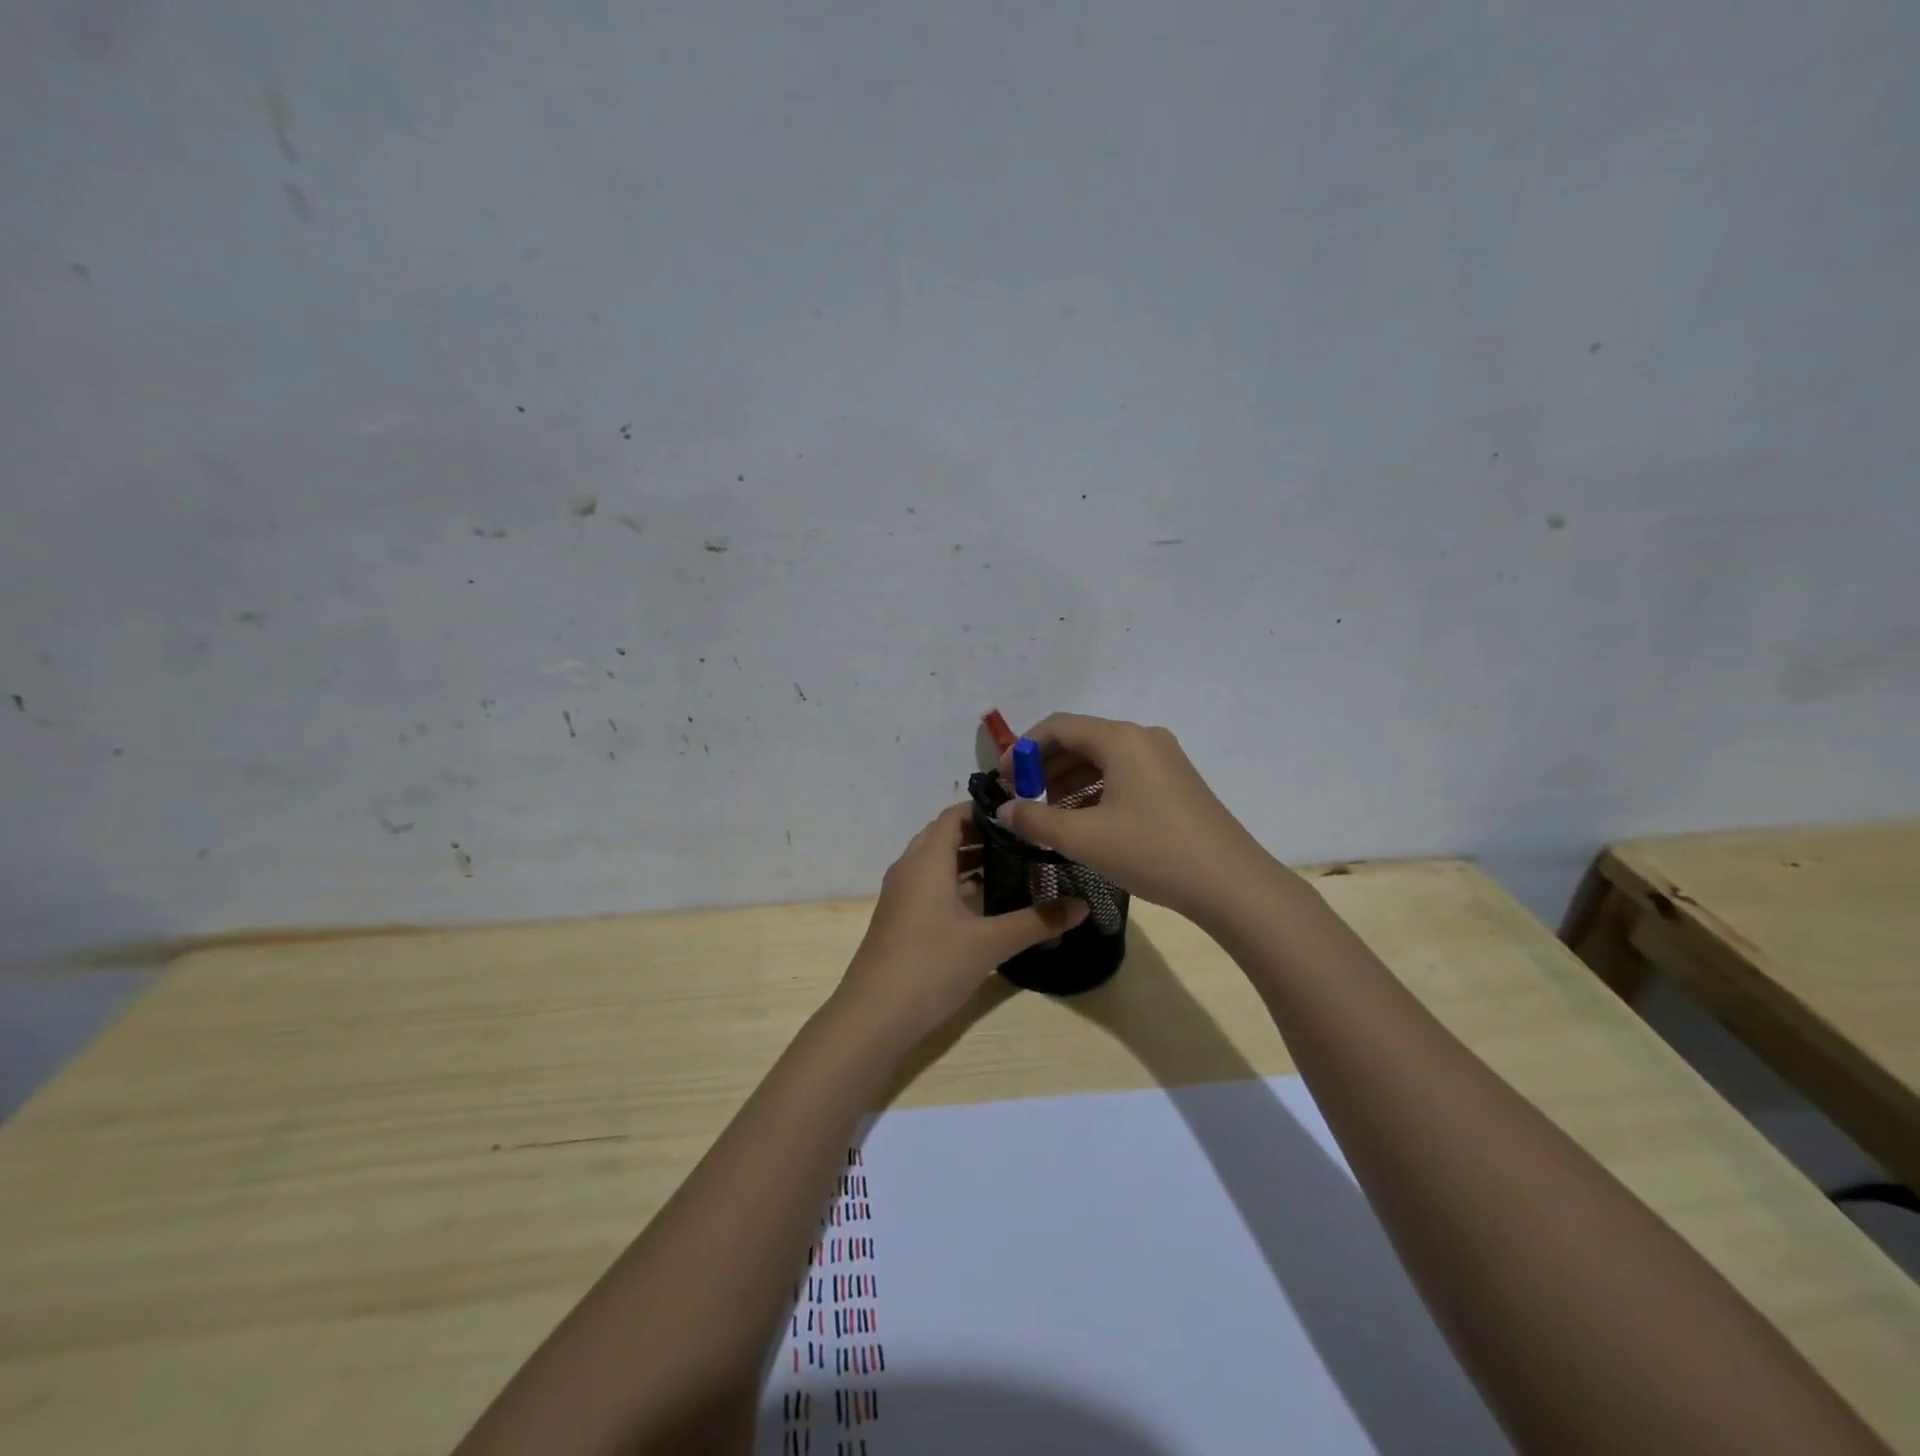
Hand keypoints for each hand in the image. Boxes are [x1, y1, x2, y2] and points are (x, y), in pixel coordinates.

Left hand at [839, 804, 1087, 1044]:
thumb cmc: (931, 966)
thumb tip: (1083, 905)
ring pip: (936, 862)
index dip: (987, 810)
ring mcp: (900, 894)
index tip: (1024, 814)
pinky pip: (929, 884)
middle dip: (982, 834)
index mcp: (927, 860)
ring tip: (1012, 866)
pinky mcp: (899, 918)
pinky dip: (955, 882)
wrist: (873, 1017)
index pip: (955, 815)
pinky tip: (983, 902)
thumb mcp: (989, 943)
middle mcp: (909, 868)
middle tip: (1024, 840)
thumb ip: (1037, 921)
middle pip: (945, 835)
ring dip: (968, 859)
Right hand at [996, 714, 1277, 924]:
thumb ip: (1035, 819)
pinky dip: (1095, 792)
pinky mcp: (1176, 783)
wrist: (1231, 884)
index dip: (1023, 749)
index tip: (1003, 780)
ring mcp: (1164, 760)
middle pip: (1081, 741)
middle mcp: (1143, 739)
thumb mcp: (1084, 838)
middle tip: (1022, 800)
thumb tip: (1004, 809)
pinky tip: (1084, 823)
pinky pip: (1124, 776)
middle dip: (1045, 768)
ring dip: (1069, 782)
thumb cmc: (1152, 852)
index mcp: (1121, 739)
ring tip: (1049, 816)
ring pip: (1102, 760)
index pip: (1058, 727)